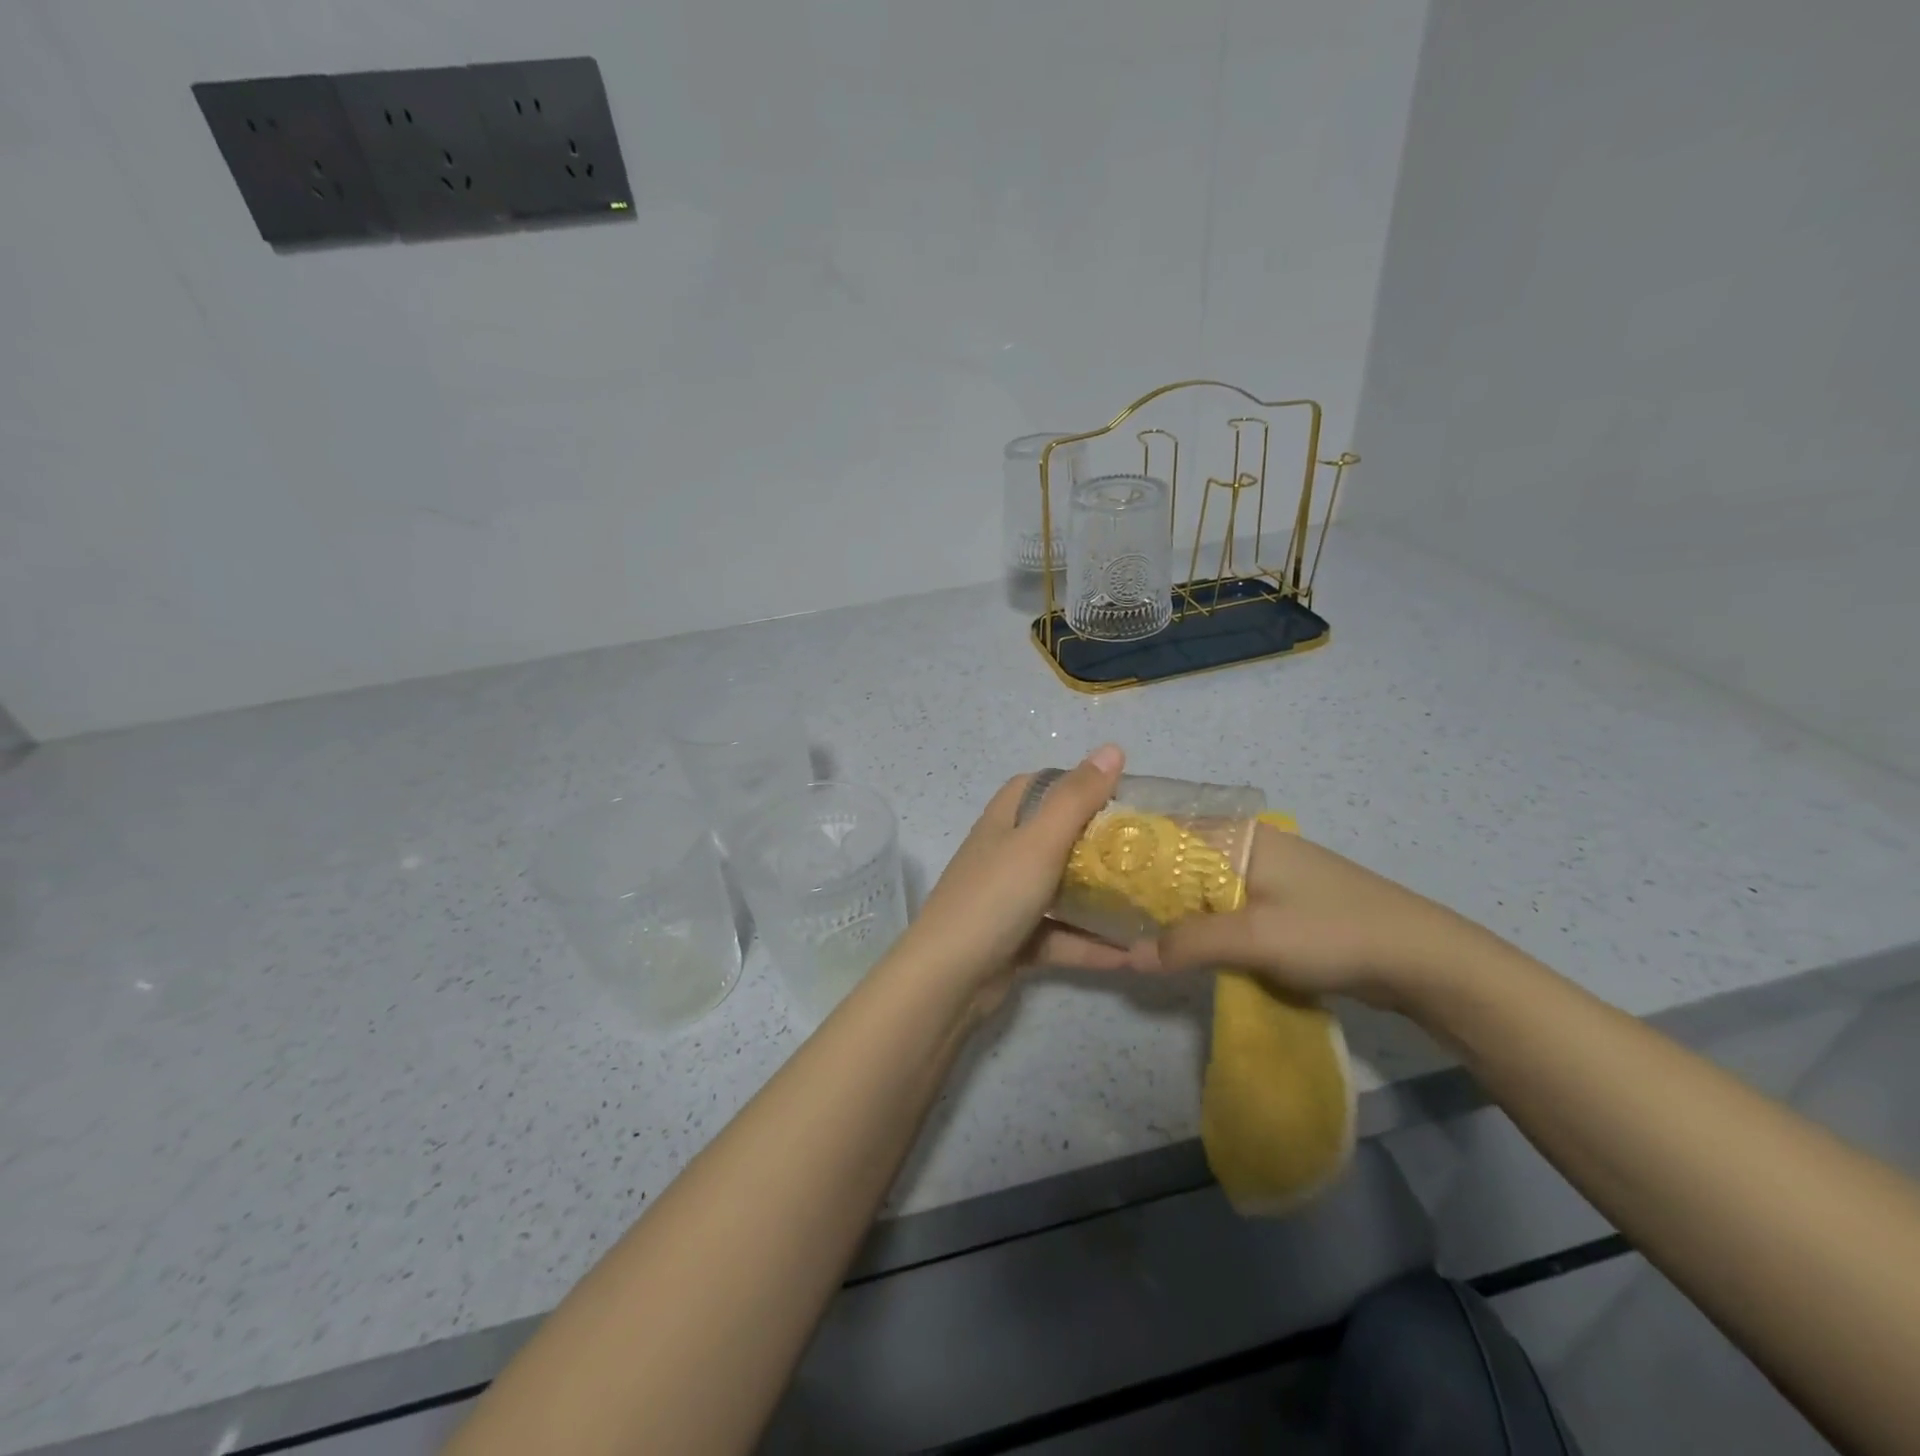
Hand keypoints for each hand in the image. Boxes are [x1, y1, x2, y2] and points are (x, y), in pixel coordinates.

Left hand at [887, 745, 1132, 1009]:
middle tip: (1145, 851)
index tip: (1117, 794)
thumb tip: (1112, 748)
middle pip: (1054, 839)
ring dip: (1101, 899)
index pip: (1035, 787)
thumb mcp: (1039, 842)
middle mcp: (1003, 856)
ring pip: (1062, 891)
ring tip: (1150, 902)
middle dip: (1098, 844)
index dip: (1072, 784)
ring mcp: (1008, 901)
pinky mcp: (1016, 942)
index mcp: (1003, 823)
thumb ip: (1076, 798)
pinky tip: (1134, 955)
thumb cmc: (994, 898)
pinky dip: (1092, 944)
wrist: (948, 980)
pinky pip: (1061, 936)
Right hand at [1133, 824, 1500, 1010]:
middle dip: (1142, 886)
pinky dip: (1197, 922)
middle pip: (1178, 859)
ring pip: (1199, 886)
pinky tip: (1174, 943)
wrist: (1421, 960)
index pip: (1165, 829)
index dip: (1125, 851)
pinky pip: (1221, 906)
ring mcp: (1263, 874)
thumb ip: (1189, 943)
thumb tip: (1130, 955)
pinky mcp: (1277, 903)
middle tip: (1099, 909)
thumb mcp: (1256, 937)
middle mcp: (1246, 845)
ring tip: (1125, 928)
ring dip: (1170, 908)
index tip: (1086, 873)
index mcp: (1239, 835)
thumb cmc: (1334, 931)